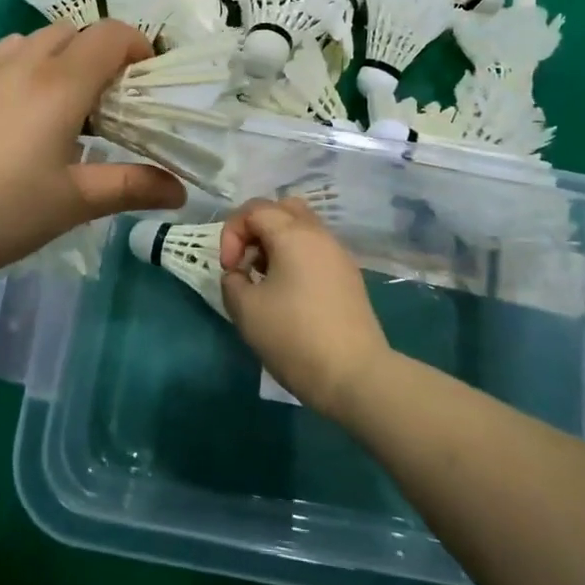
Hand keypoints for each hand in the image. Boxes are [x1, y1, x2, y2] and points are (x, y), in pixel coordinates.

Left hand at [0, 21, 185, 284]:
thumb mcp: (71, 203)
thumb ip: (130, 187)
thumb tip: (180, 191)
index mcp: (60, 82)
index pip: (113, 35)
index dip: (141, 50)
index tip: (152, 89)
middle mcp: (25, 61)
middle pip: (78, 32)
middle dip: (107, 57)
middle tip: (117, 107)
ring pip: (42, 41)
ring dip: (69, 61)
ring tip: (76, 112)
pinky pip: (13, 57)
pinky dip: (36, 70)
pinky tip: (30, 120)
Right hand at [218, 198, 389, 419]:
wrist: (354, 375)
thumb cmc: (294, 337)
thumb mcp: (245, 310)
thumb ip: (233, 282)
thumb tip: (239, 275)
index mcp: (294, 234)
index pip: (254, 209)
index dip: (232, 233)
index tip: (230, 269)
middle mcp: (319, 235)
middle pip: (283, 209)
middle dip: (257, 229)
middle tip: (247, 263)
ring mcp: (339, 255)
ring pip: (302, 229)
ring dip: (277, 244)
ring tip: (265, 281)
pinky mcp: (349, 277)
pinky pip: (316, 251)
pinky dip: (296, 259)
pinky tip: (289, 295)